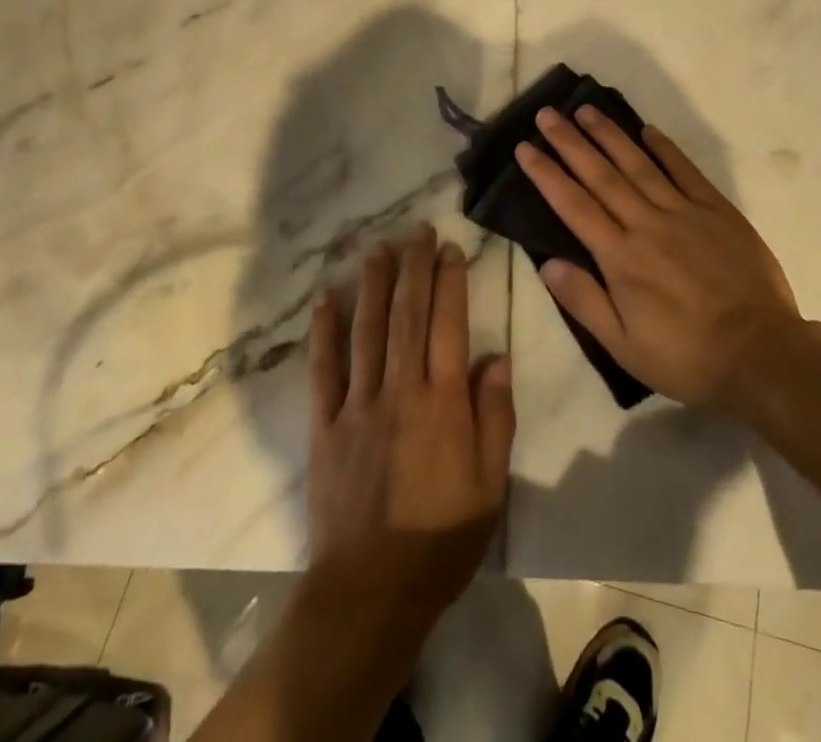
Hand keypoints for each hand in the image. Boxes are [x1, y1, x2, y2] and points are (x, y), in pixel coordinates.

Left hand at [306, 225, 514, 625]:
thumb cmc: (441, 539)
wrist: (371, 589)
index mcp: (443, 403)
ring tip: (376, 248)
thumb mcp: (490, 485)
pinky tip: (325, 299)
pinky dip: (324, 332)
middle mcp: (401, 390)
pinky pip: (324, 369)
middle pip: (407, 316)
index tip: (449, 248)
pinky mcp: (325, 423)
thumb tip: (496, 358)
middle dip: (413, 268)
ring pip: (366, 330)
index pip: (449, 326)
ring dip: (372, 285)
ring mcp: (358, 403)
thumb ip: (495, 417)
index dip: (450, 282)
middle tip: (416, 230)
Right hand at [515, 107, 803, 423]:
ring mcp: (684, 213)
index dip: (546, 174)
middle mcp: (646, 224)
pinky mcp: (717, 211)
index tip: (525, 148)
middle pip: (600, 175)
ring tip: (586, 109)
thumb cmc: (687, 356)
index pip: (573, 206)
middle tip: (547, 114)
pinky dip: (665, 148)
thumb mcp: (624, 346)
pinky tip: (647, 130)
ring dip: (609, 135)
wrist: (763, 354)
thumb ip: (584, 301)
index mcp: (620, 257)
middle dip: (570, 142)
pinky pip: (686, 171)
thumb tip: (547, 263)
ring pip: (638, 164)